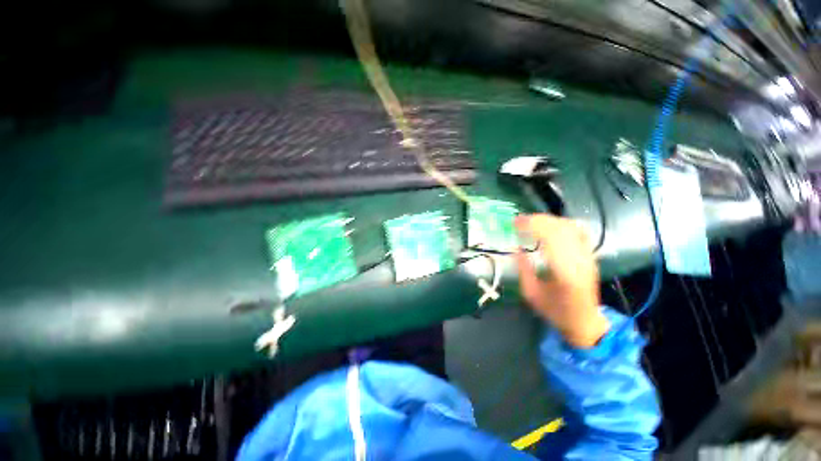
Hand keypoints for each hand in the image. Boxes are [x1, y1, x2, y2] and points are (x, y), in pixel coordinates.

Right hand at [514, 214, 609, 348]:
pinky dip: (562, 223)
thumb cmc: (555, 311)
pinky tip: (551, 225)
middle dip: (537, 220)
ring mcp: (588, 256)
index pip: (549, 238)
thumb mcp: (531, 293)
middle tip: (519, 220)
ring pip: (569, 227)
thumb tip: (515, 247)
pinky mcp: (590, 255)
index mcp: (564, 272)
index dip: (531, 225)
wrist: (585, 322)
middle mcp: (579, 260)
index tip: (515, 222)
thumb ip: (523, 269)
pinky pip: (578, 231)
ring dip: (548, 220)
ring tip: (531, 221)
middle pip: (560, 228)